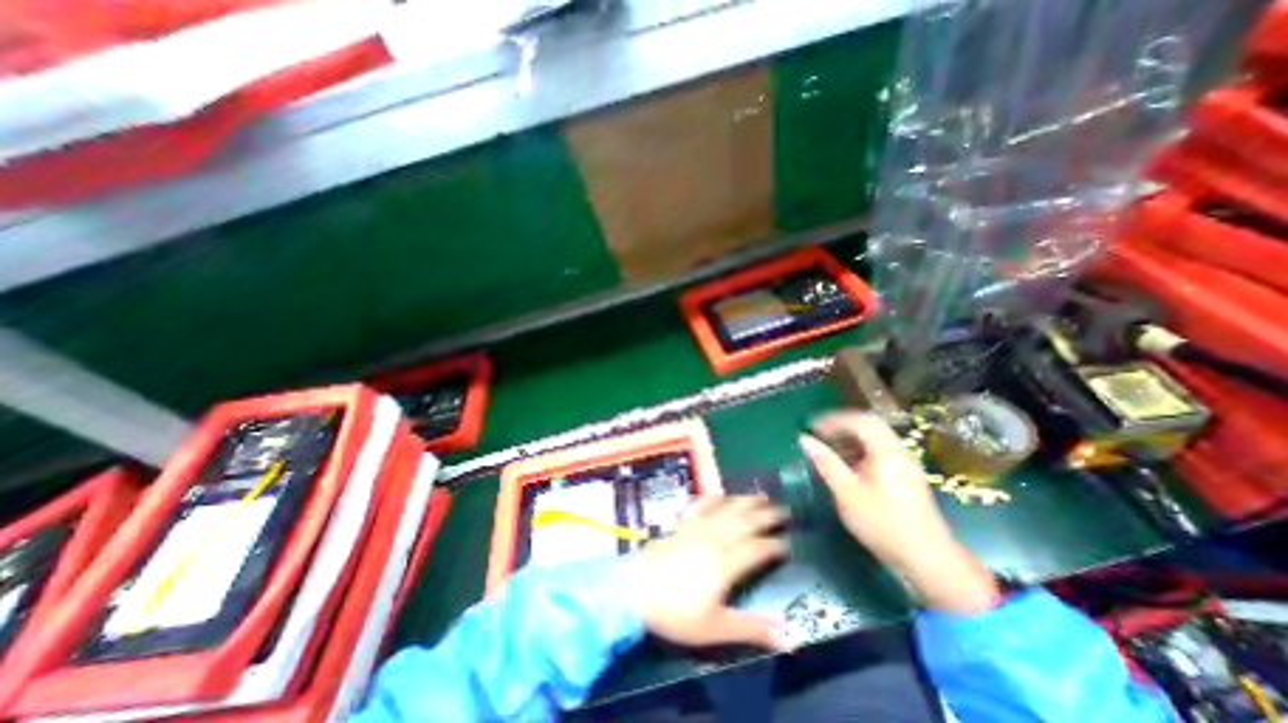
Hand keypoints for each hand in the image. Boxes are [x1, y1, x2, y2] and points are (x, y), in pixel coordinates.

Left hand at [620, 494, 791, 651]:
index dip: (775, 545)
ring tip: (760, 496)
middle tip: (783, 510)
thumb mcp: (715, 628)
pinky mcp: (682, 525)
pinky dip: (712, 498)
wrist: (636, 590)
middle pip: (745, 522)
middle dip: (766, 516)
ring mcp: (697, 528)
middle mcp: (715, 539)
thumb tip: (789, 634)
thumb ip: (752, 628)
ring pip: (727, 510)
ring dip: (745, 502)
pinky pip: (701, 505)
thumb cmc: (676, 612)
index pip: (757, 549)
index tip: (788, 544)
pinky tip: (719, 494)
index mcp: (726, 563)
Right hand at [801, 413, 999, 610]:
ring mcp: (905, 463)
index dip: (833, 419)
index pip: (859, 420)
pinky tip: (846, 464)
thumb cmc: (882, 523)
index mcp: (886, 450)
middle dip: (840, 426)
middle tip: (818, 433)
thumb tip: (805, 439)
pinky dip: (859, 449)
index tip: (811, 425)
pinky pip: (879, 450)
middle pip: (868, 425)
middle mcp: (898, 450)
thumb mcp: (847, 492)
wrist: (927, 558)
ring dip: (849, 437)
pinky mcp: (905, 475)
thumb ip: (826, 462)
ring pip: (874, 437)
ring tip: (828, 448)